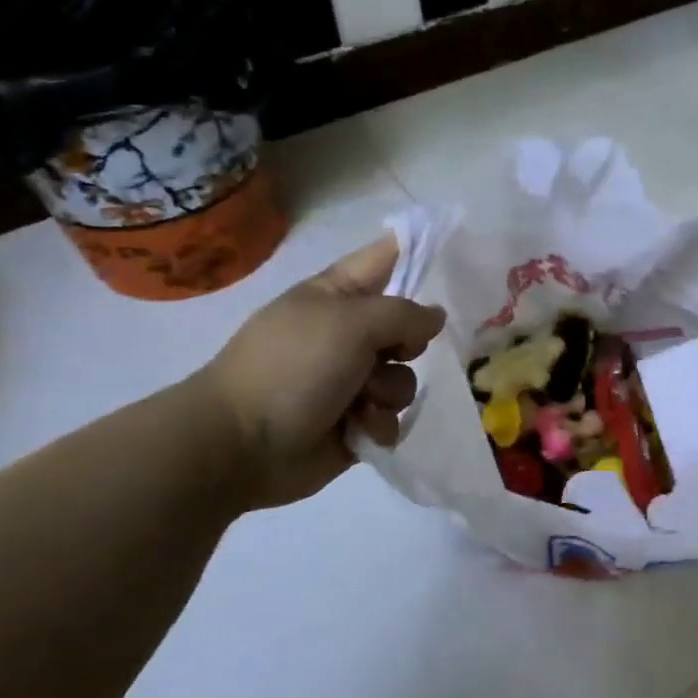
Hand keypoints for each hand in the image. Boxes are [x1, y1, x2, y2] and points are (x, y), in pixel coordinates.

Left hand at [189, 235, 445, 509]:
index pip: (387, 259)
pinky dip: (380, 423)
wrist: (239, 445)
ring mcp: (351, 378)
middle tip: (396, 351)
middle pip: (407, 324)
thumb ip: (404, 313)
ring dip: (389, 391)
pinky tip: (360, 429)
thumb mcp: (352, 323)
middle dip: (409, 342)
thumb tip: (435, 317)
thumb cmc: (293, 367)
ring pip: (404, 376)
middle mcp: (347, 333)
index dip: (419, 252)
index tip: (457, 253)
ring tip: (361, 402)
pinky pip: (393, 415)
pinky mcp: (355, 420)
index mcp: (337, 295)